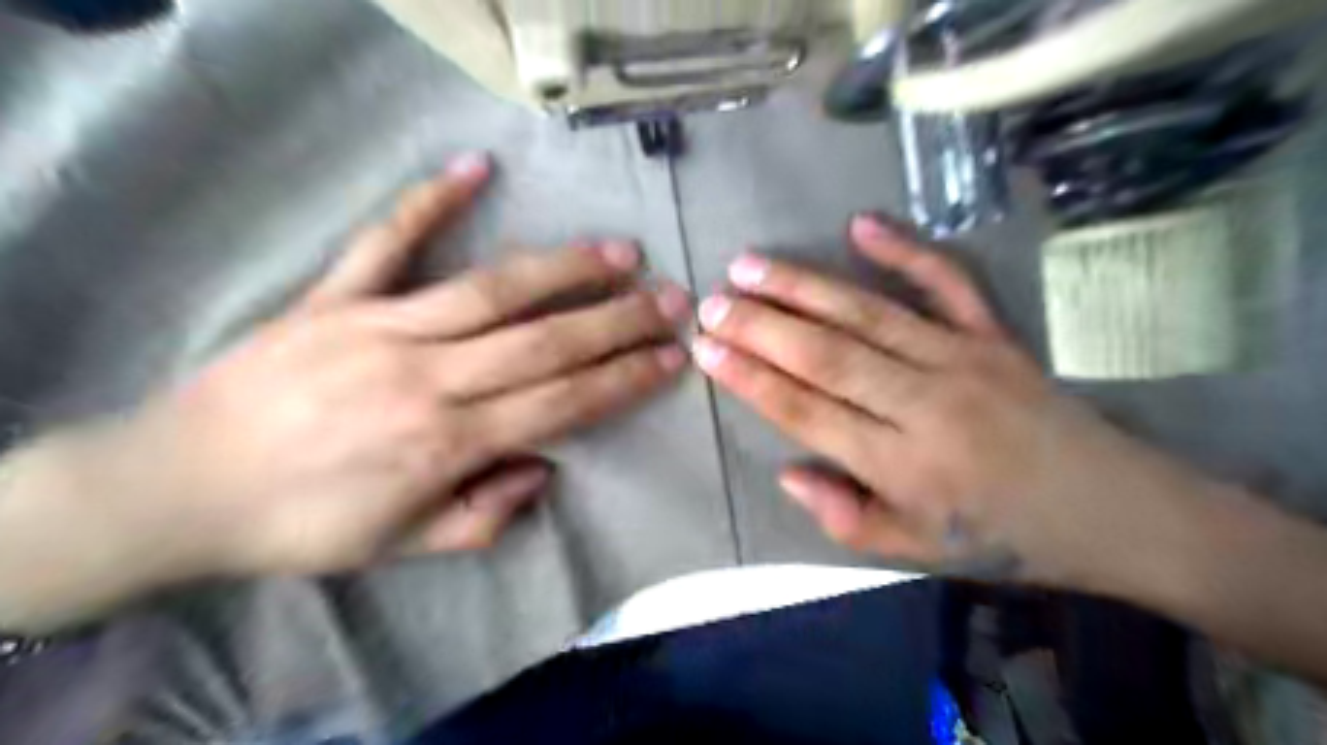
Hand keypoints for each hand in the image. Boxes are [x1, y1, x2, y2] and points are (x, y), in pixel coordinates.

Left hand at [0, 153, 689, 629]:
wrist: (176, 487)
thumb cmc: (300, 525)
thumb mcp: (402, 547)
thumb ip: (483, 515)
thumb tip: (543, 469)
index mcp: (447, 442)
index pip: (563, 403)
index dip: (624, 379)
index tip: (670, 358)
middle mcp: (428, 377)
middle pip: (545, 341)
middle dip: (619, 320)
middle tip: (670, 300)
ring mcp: (380, 327)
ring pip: (492, 290)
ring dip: (564, 269)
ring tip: (619, 253)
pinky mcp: (333, 297)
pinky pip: (387, 242)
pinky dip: (429, 200)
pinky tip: (474, 167)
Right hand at [688, 218, 1217, 585]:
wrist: (1117, 511)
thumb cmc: (1004, 537)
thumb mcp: (917, 553)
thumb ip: (845, 518)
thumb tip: (787, 471)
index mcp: (904, 466)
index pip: (807, 411)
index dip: (751, 379)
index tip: (706, 350)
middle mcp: (925, 403)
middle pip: (826, 355)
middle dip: (761, 326)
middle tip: (711, 303)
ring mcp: (963, 358)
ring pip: (866, 314)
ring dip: (802, 286)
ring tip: (749, 265)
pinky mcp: (994, 334)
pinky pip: (946, 283)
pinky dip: (904, 250)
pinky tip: (859, 224)